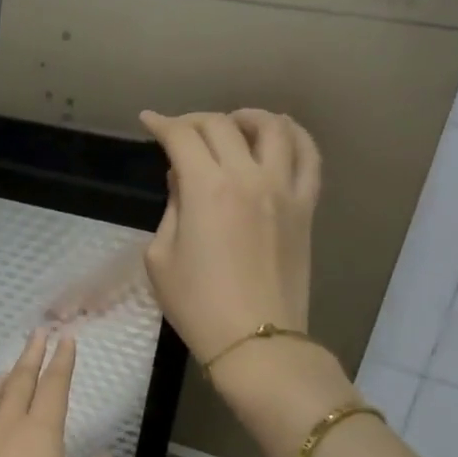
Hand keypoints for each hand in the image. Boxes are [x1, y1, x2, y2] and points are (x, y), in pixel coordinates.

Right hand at [138, 109, 321, 363]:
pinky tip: (280, 135)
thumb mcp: (161, 257)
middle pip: (222, 126)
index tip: (148, 121)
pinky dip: (294, 136)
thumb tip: (183, 179)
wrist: (255, 340)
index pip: (183, 137)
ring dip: (247, 117)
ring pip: (274, 128)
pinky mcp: (306, 206)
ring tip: (233, 123)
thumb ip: (172, 209)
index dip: (161, 124)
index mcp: (206, 189)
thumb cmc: (196, 304)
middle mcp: (248, 177)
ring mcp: (283, 189)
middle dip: (194, 120)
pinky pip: (309, 157)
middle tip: (179, 131)